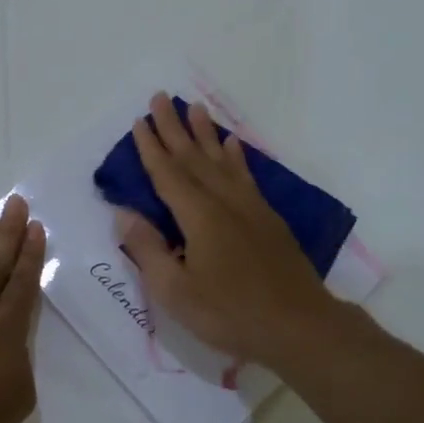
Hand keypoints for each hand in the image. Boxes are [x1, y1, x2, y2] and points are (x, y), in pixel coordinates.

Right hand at [118, 91, 340, 367]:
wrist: (299, 325)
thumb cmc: (230, 313)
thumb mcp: (175, 292)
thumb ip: (148, 250)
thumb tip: (125, 213)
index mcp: (198, 217)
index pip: (168, 174)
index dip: (151, 148)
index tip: (140, 121)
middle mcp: (224, 202)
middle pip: (193, 157)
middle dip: (174, 127)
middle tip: (160, 97)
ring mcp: (250, 207)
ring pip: (222, 160)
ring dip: (205, 133)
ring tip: (196, 107)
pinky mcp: (268, 218)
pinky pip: (246, 175)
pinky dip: (236, 156)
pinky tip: (232, 144)